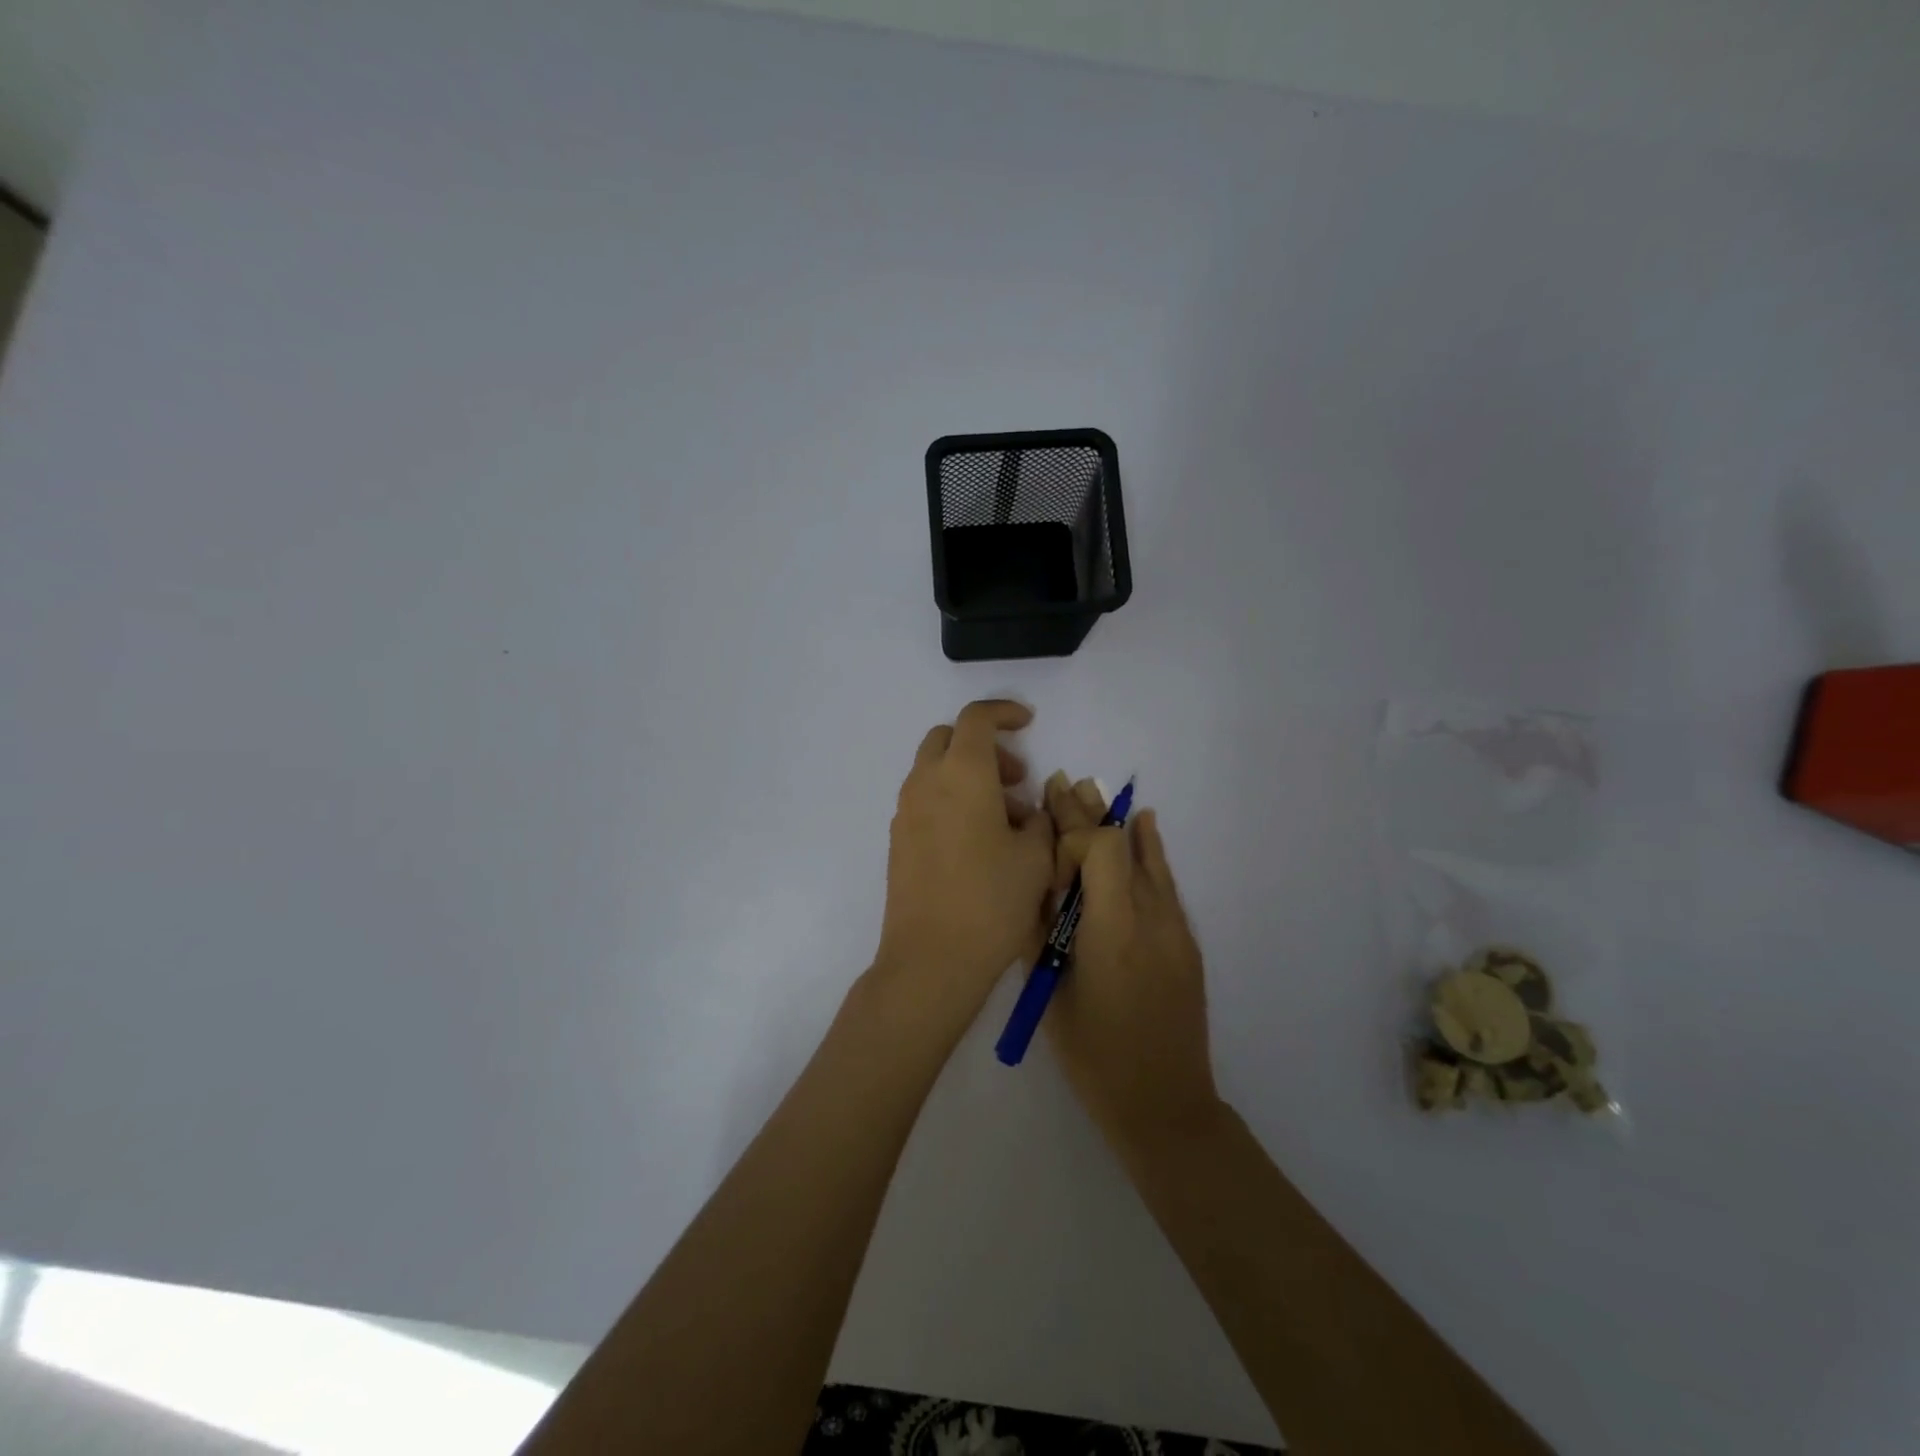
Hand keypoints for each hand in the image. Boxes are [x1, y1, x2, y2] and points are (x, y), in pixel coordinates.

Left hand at [874, 700, 1055, 1015]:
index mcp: (962, 774)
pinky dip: (950, 800)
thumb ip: (1038, 821)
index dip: (1003, 712)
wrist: (931, 959)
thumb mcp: (1036, 857)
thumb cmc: (992, 901)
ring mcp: (905, 812)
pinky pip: (925, 801)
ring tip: (1005, 819)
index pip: (976, 718)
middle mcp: (926, 783)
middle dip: (983, 746)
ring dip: (967, 776)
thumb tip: (1028, 811)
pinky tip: (977, 841)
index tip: (1027, 723)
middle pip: (948, 739)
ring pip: (934, 771)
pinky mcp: (898, 840)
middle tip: (1015, 779)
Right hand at [1042, 775, 1219, 1151]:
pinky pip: (1165, 881)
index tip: (1048, 842)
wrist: (1164, 1103)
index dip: (1070, 834)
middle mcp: (1150, 917)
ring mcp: (1174, 927)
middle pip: (1121, 845)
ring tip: (1091, 790)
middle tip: (1060, 782)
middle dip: (1087, 813)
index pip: (1100, 850)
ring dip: (1116, 824)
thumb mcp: (1051, 993)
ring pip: (1146, 856)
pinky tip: (1145, 823)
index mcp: (1111, 930)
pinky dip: (1150, 849)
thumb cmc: (1095, 1055)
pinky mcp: (1185, 940)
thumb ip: (1041, 933)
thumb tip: (1032, 885)